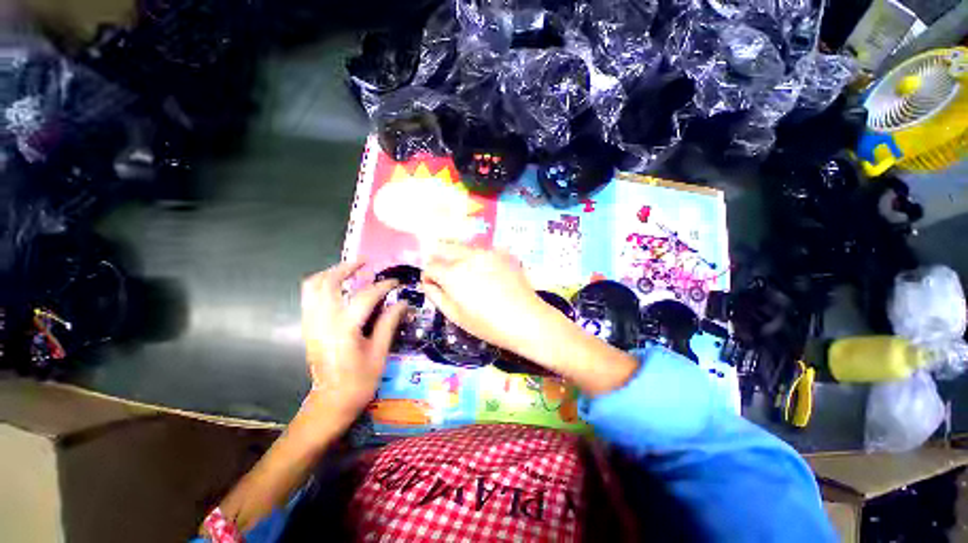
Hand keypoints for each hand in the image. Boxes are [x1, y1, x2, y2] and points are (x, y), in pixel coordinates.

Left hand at [300, 261, 406, 427]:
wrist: (330, 403)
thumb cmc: (359, 381)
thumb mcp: (379, 353)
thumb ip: (389, 323)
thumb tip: (403, 303)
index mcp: (344, 328)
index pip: (366, 296)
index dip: (383, 286)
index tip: (396, 282)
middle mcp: (323, 321)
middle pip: (328, 282)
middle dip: (347, 267)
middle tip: (365, 263)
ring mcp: (311, 323)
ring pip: (312, 286)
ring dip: (331, 273)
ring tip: (350, 270)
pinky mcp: (308, 327)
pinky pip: (309, 296)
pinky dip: (322, 285)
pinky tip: (338, 288)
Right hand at [421, 243, 549, 351]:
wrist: (526, 319)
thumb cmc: (488, 324)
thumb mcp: (456, 316)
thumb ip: (437, 296)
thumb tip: (427, 283)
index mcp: (453, 273)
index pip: (430, 265)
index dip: (428, 276)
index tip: (433, 285)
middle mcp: (468, 256)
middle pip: (444, 248)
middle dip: (439, 260)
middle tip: (446, 276)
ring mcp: (487, 252)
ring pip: (463, 247)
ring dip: (458, 257)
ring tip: (467, 275)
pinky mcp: (502, 253)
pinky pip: (482, 250)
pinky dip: (477, 258)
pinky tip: (486, 272)